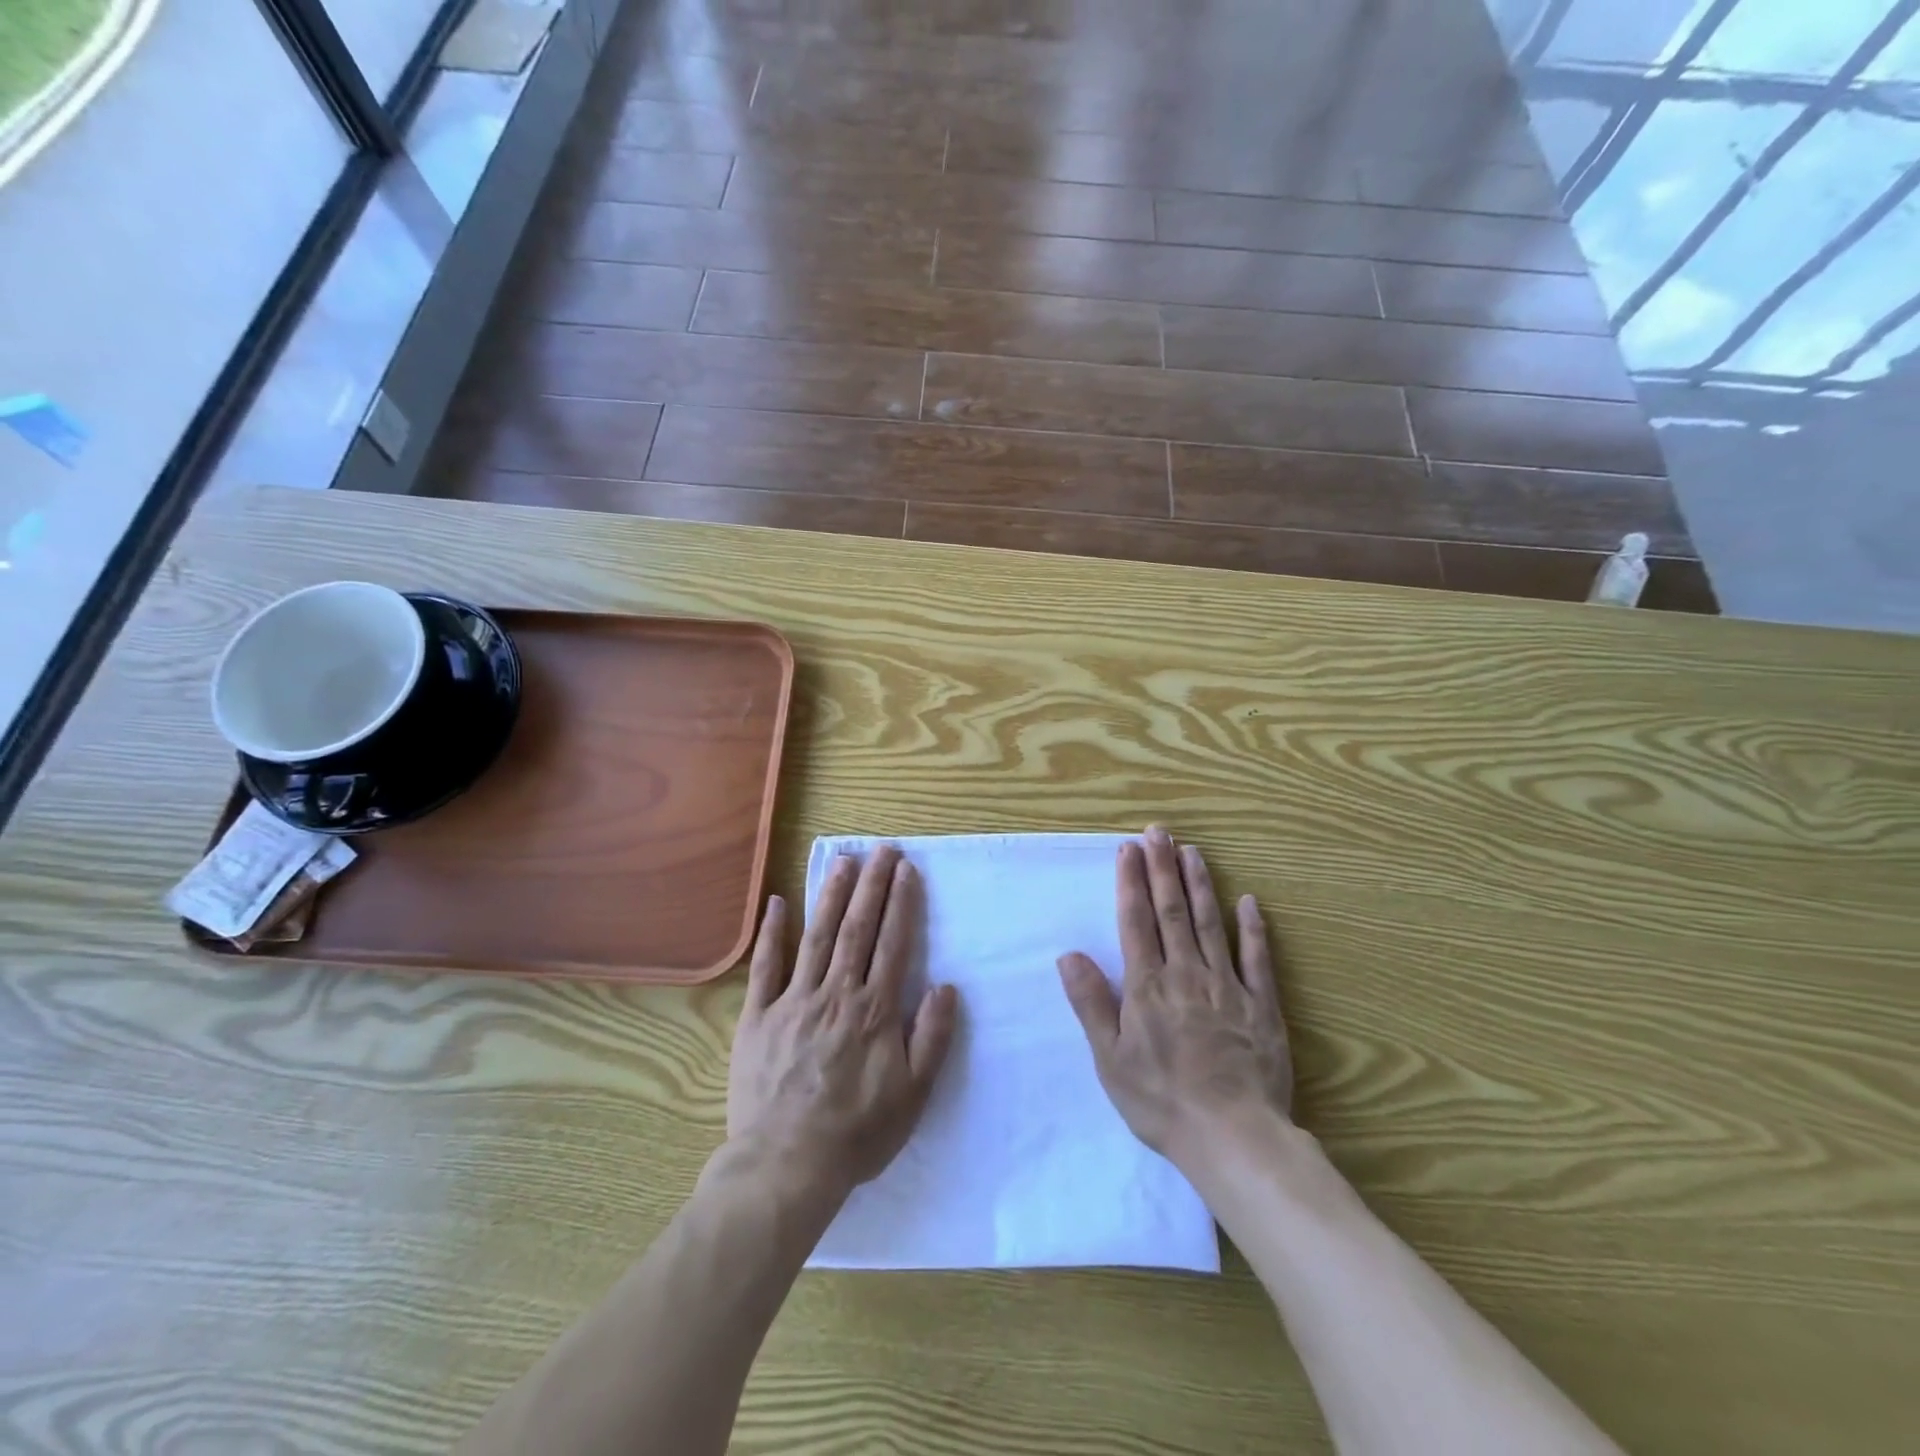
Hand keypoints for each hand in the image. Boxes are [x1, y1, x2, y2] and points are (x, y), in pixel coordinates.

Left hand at [728, 846, 959, 1197]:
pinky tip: (778, 903)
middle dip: (872, 885)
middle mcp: (836, 993)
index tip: (907, 869)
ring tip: (844, 861)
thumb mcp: (913, 1094)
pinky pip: (765, 967)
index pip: (893, 943)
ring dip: (832, 895)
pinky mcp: (759, 1016)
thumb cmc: (857, 1133)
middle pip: (857, 929)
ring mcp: (793, 1000)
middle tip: (882, 848)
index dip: (902, 903)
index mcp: (874, 1009)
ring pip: (817, 937)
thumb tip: (946, 986)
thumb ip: (932, 1037)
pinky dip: (773, 933)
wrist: (786, 1166)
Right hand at [1057, 825, 1291, 1167]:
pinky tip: (1249, 902)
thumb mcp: (1110, 1058)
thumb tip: (1069, 955)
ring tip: (1192, 851)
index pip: (1136, 921)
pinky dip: (1253, 928)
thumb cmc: (1161, 1100)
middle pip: (1172, 911)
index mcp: (1147, 986)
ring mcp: (1227, 986)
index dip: (1131, 882)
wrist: (1232, 1136)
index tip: (1128, 849)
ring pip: (1210, 924)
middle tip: (1159, 832)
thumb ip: (1091, 1003)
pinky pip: (1257, 959)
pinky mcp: (1262, 1006)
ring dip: (1200, 885)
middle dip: (1162, 868)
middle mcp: (1186, 974)